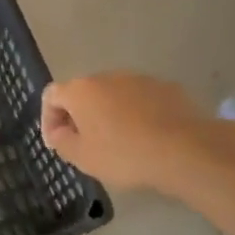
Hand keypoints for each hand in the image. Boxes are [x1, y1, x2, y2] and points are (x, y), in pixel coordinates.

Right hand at [41, 73, 221, 194]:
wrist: (185, 150)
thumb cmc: (124, 154)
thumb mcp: (82, 157)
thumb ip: (62, 141)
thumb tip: (59, 132)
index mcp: (81, 90)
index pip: (52, 95)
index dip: (48, 119)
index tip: (57, 143)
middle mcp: (108, 76)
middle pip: (84, 93)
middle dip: (79, 116)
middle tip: (85, 144)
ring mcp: (140, 79)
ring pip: (114, 95)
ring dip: (109, 114)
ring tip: (119, 142)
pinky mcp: (167, 88)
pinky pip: (141, 100)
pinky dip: (136, 115)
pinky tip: (146, 138)